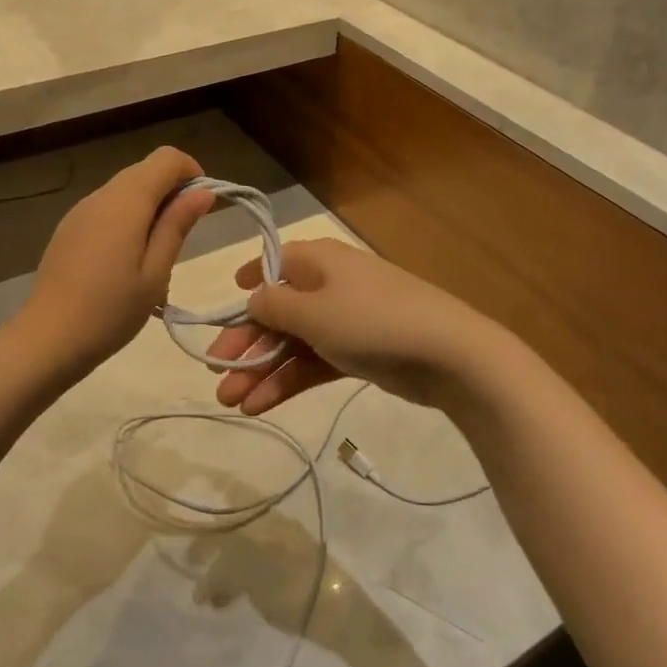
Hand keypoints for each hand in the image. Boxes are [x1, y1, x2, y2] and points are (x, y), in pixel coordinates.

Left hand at [15, 146, 217, 376]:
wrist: (48, 339)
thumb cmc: (111, 310)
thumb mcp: (155, 272)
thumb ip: (177, 225)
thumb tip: (204, 192)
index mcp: (126, 201)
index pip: (167, 158)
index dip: (191, 172)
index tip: (201, 208)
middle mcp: (101, 195)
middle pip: (145, 170)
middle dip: (172, 191)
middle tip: (183, 236)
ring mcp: (80, 211)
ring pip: (125, 189)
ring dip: (150, 207)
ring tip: (156, 255)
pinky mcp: (69, 228)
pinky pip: (107, 208)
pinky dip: (127, 218)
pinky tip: (126, 260)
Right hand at [205, 238, 511, 416]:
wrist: (448, 355)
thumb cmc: (371, 320)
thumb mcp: (312, 311)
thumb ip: (273, 305)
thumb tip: (253, 299)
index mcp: (318, 260)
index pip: (273, 263)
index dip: (246, 285)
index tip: (222, 311)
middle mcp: (328, 285)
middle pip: (277, 312)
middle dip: (246, 345)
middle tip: (217, 378)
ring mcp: (345, 320)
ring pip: (293, 343)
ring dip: (262, 371)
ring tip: (233, 404)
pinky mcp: (359, 353)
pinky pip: (314, 363)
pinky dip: (289, 381)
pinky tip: (261, 405)